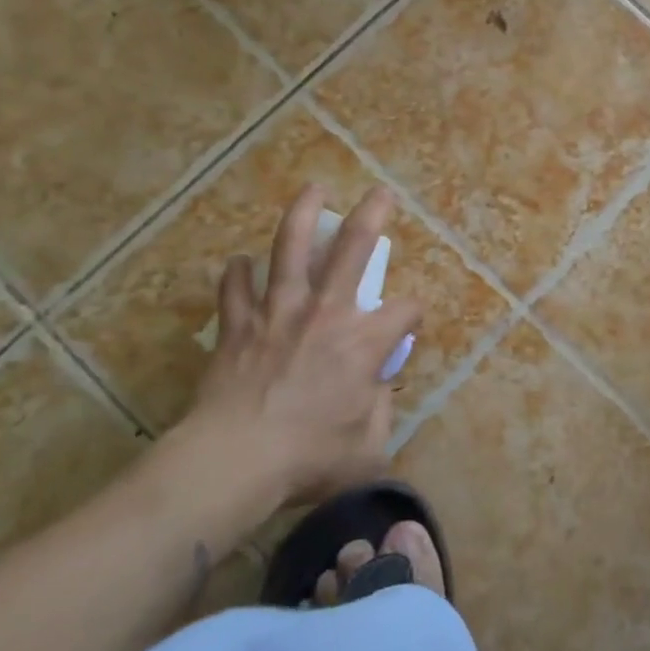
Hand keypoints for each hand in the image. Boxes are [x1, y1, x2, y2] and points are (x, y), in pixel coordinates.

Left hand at [148, 185, 420, 550]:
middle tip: (380, 192)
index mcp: (364, 342)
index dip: (414, 314)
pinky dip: (238, 275)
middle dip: (372, 216)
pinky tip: (241, 264)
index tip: (409, 324)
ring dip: (303, 216)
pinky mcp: (238, 326)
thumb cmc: (309, 458)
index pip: (405, 311)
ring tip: (313, 190)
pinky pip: (236, 289)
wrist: (235, 461)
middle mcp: (326, 313)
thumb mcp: (368, 447)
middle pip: (353, 249)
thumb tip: (378, 388)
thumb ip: (381, 411)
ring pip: (290, 250)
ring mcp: (278, 313)